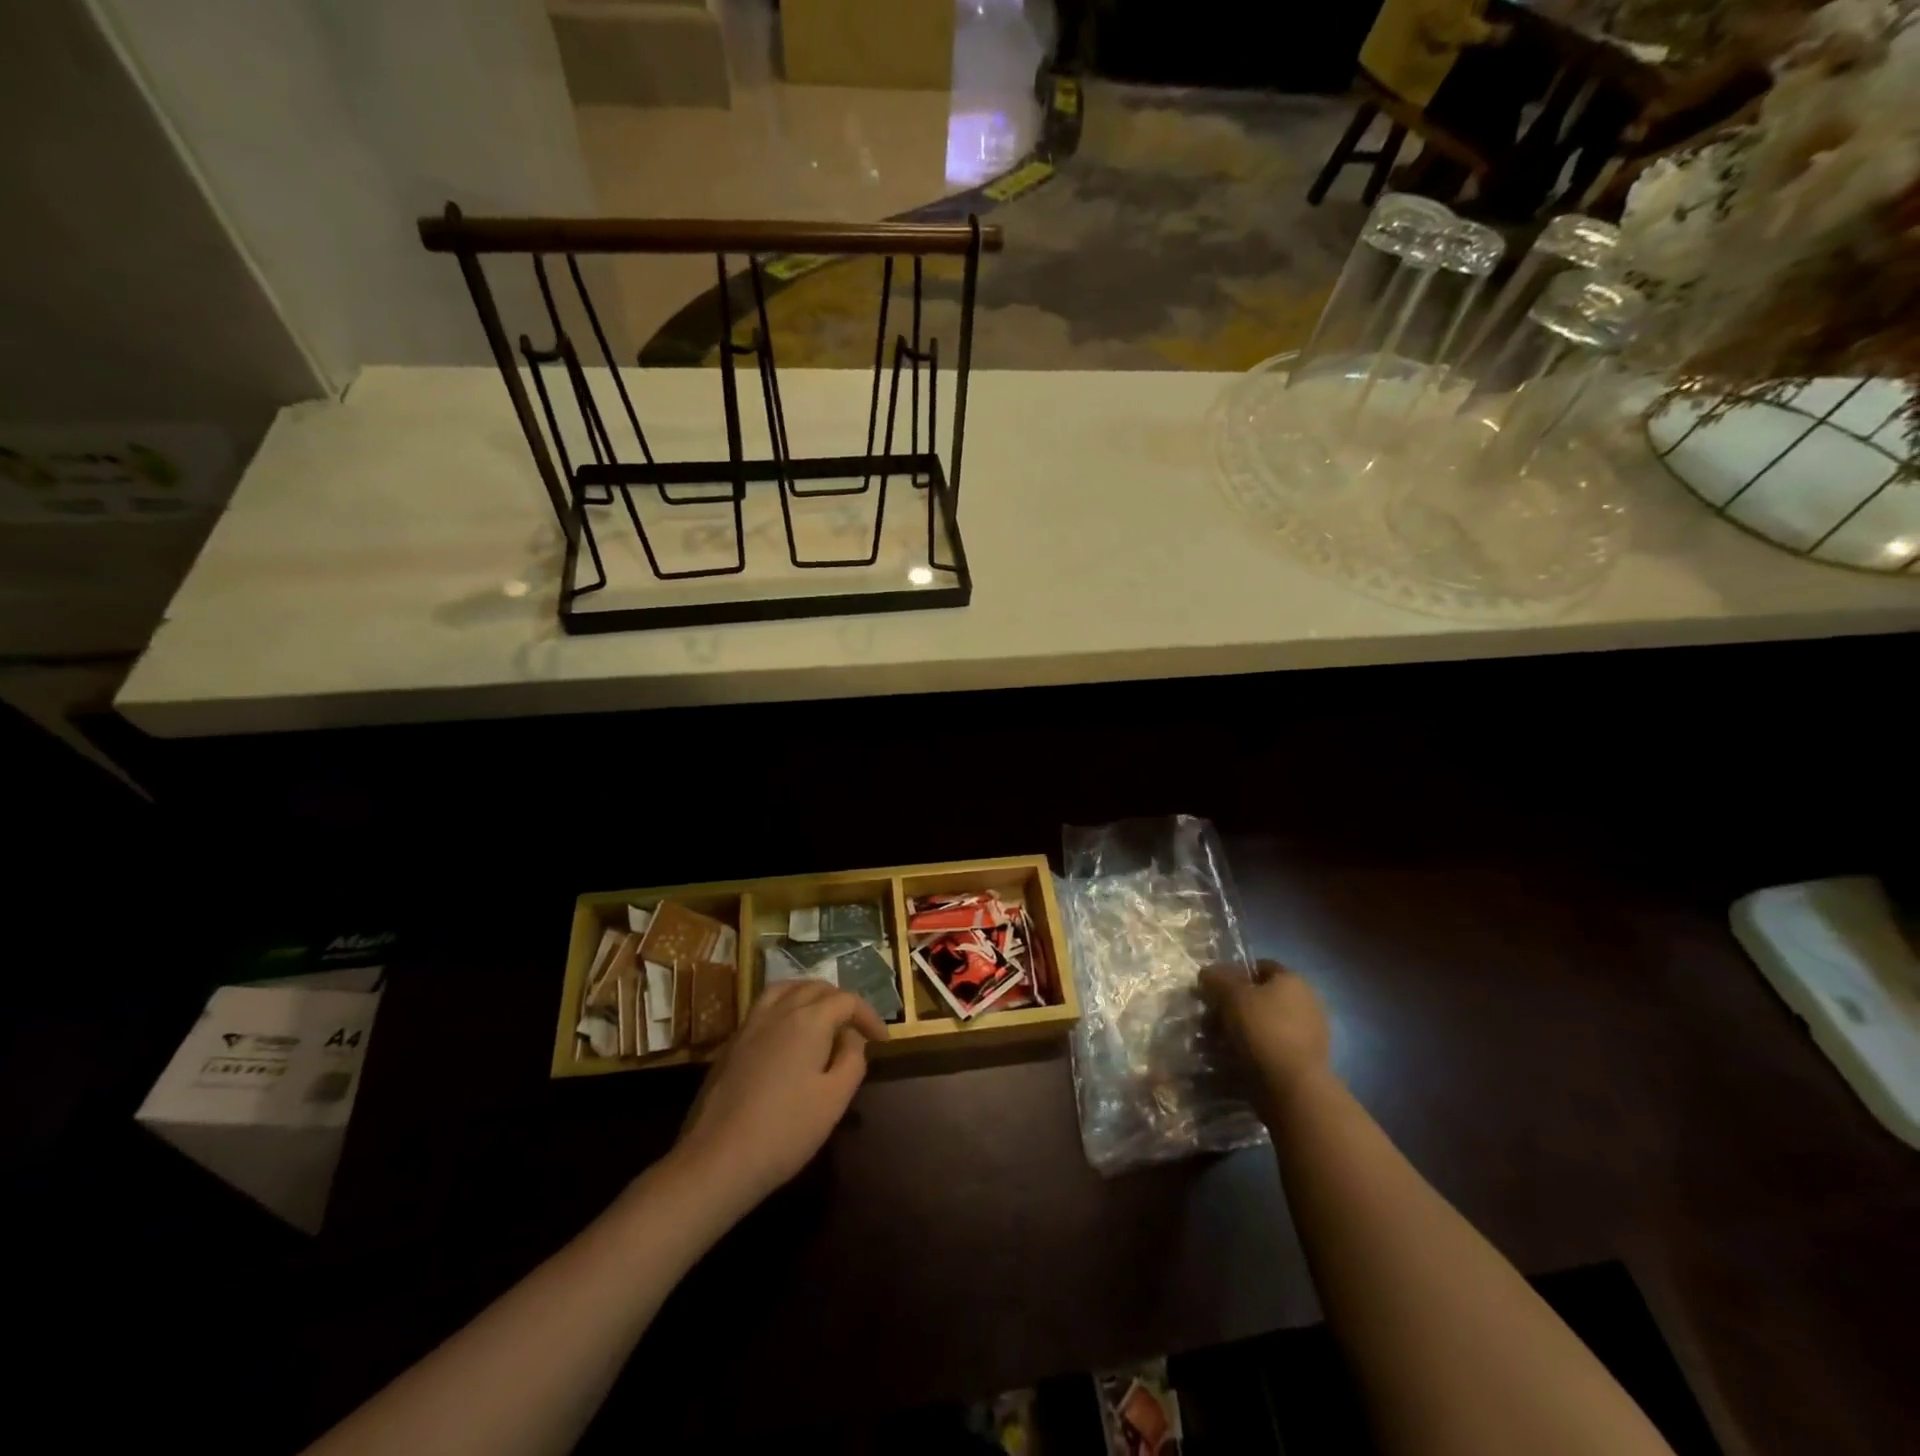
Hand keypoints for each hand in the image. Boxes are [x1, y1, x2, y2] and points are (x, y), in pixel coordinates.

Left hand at [671, 980, 887, 1213]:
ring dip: (809, 996)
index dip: (869, 1016)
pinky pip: (764, 1008)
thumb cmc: (785, 1130)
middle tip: (855, 1028)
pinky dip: (785, 1008)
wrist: (717, 1159)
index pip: (847, 1001)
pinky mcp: (731, 1044)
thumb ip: (852, 1060)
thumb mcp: (835, 1099)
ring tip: (822, 1017)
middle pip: (816, 988)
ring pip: (785, 990)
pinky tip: (788, 1037)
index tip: (883, 1040)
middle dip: (841, 1002)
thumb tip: (850, 1038)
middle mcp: (779, 1011)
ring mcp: (750, 1025)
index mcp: (809, 1019)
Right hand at [1199, 960, 1332, 1116]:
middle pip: (1259, 998)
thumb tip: (1207, 973)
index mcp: (1293, 981)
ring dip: (1236, 1032)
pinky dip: (1250, 1052)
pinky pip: (1269, 1049)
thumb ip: (1216, 978)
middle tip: (1208, 1021)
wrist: (1294, 1088)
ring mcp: (1307, 1035)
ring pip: (1262, 1025)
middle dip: (1230, 1007)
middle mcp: (1306, 1003)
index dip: (1232, 974)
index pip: (1258, 967)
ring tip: (1212, 1045)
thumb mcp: (1231, 994)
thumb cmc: (1263, 1030)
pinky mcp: (1303, 1062)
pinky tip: (1230, 1061)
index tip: (1212, 990)